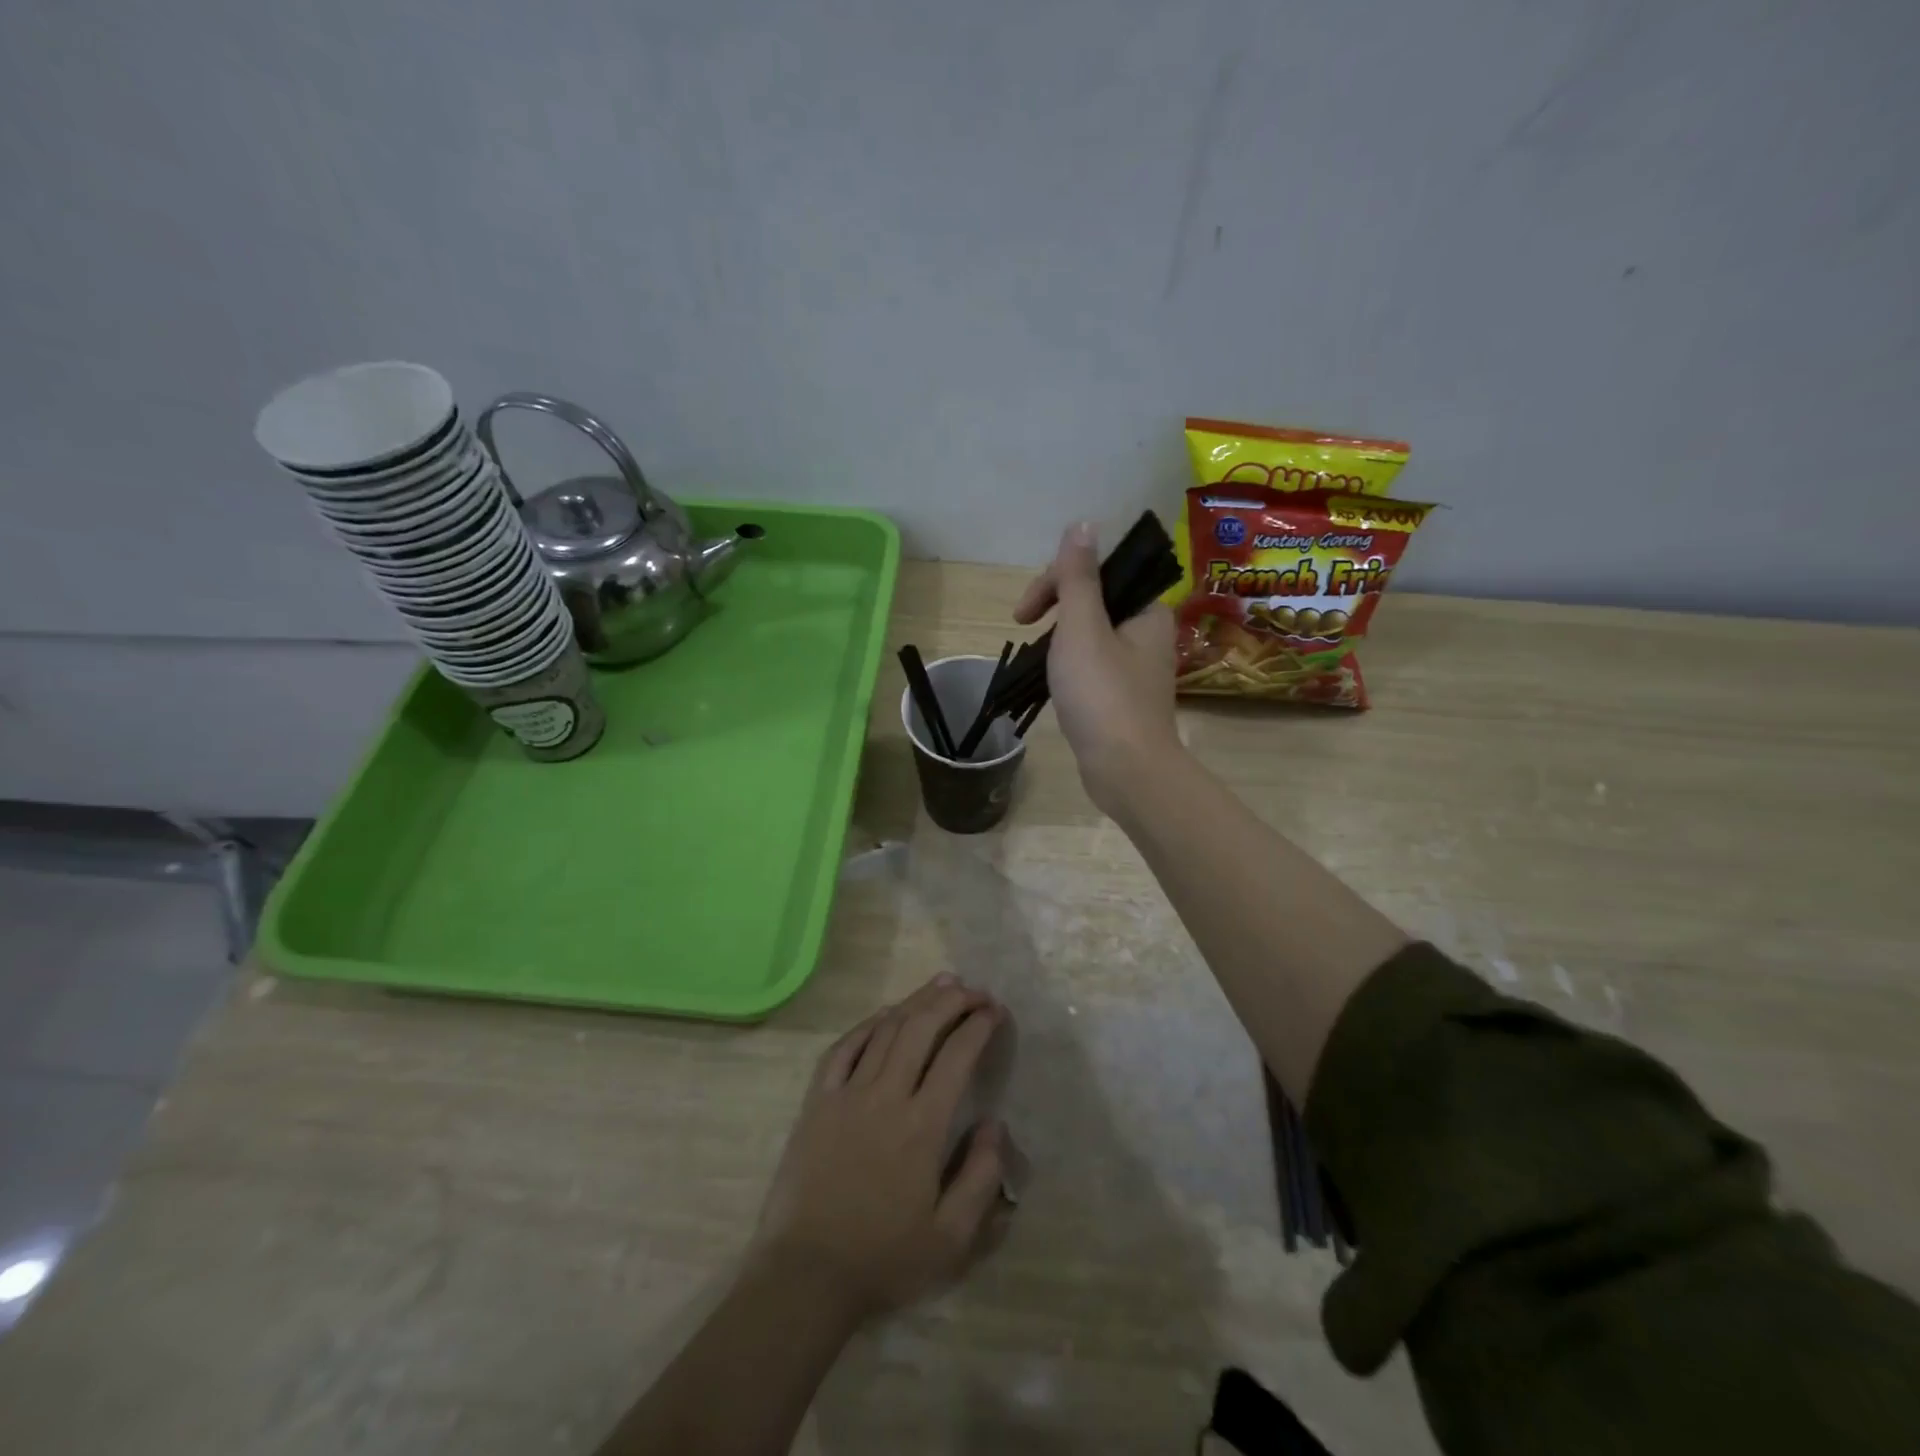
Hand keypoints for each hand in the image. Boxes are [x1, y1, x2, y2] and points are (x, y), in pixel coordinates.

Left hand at [752, 976, 1012, 1320]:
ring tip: (940, 985)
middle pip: (921, 1028)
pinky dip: (868, 1024)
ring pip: (885, 1030)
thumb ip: (981, 1178)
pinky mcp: (817, 1101)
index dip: (979, 1026)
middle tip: (974, 990)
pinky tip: (885, 1014)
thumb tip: (994, 1124)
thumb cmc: (882, 1258)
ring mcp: (846, 1093)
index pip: (956, 1056)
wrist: (805, 1275)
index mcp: (921, 1126)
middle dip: (952, 1001)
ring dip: (915, 1002)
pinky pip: (843, 1048)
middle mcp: (885, 1096)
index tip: (995, 1011)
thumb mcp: (950, 1240)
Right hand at [1015, 520, 1179, 812]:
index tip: (1022, 615)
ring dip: (1060, 639)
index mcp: (1146, 610)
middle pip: (1095, 602)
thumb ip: (1078, 577)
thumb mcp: (1082, 628)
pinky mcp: (1126, 697)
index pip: (1097, 574)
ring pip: (1092, 635)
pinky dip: (1071, 666)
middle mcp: (1149, 633)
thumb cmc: (1102, 694)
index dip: (1054, 582)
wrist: (1126, 770)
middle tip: (1025, 631)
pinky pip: (1094, 666)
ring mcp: (1138, 668)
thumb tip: (1082, 524)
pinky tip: (1055, 684)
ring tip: (1037, 661)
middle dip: (1055, 610)